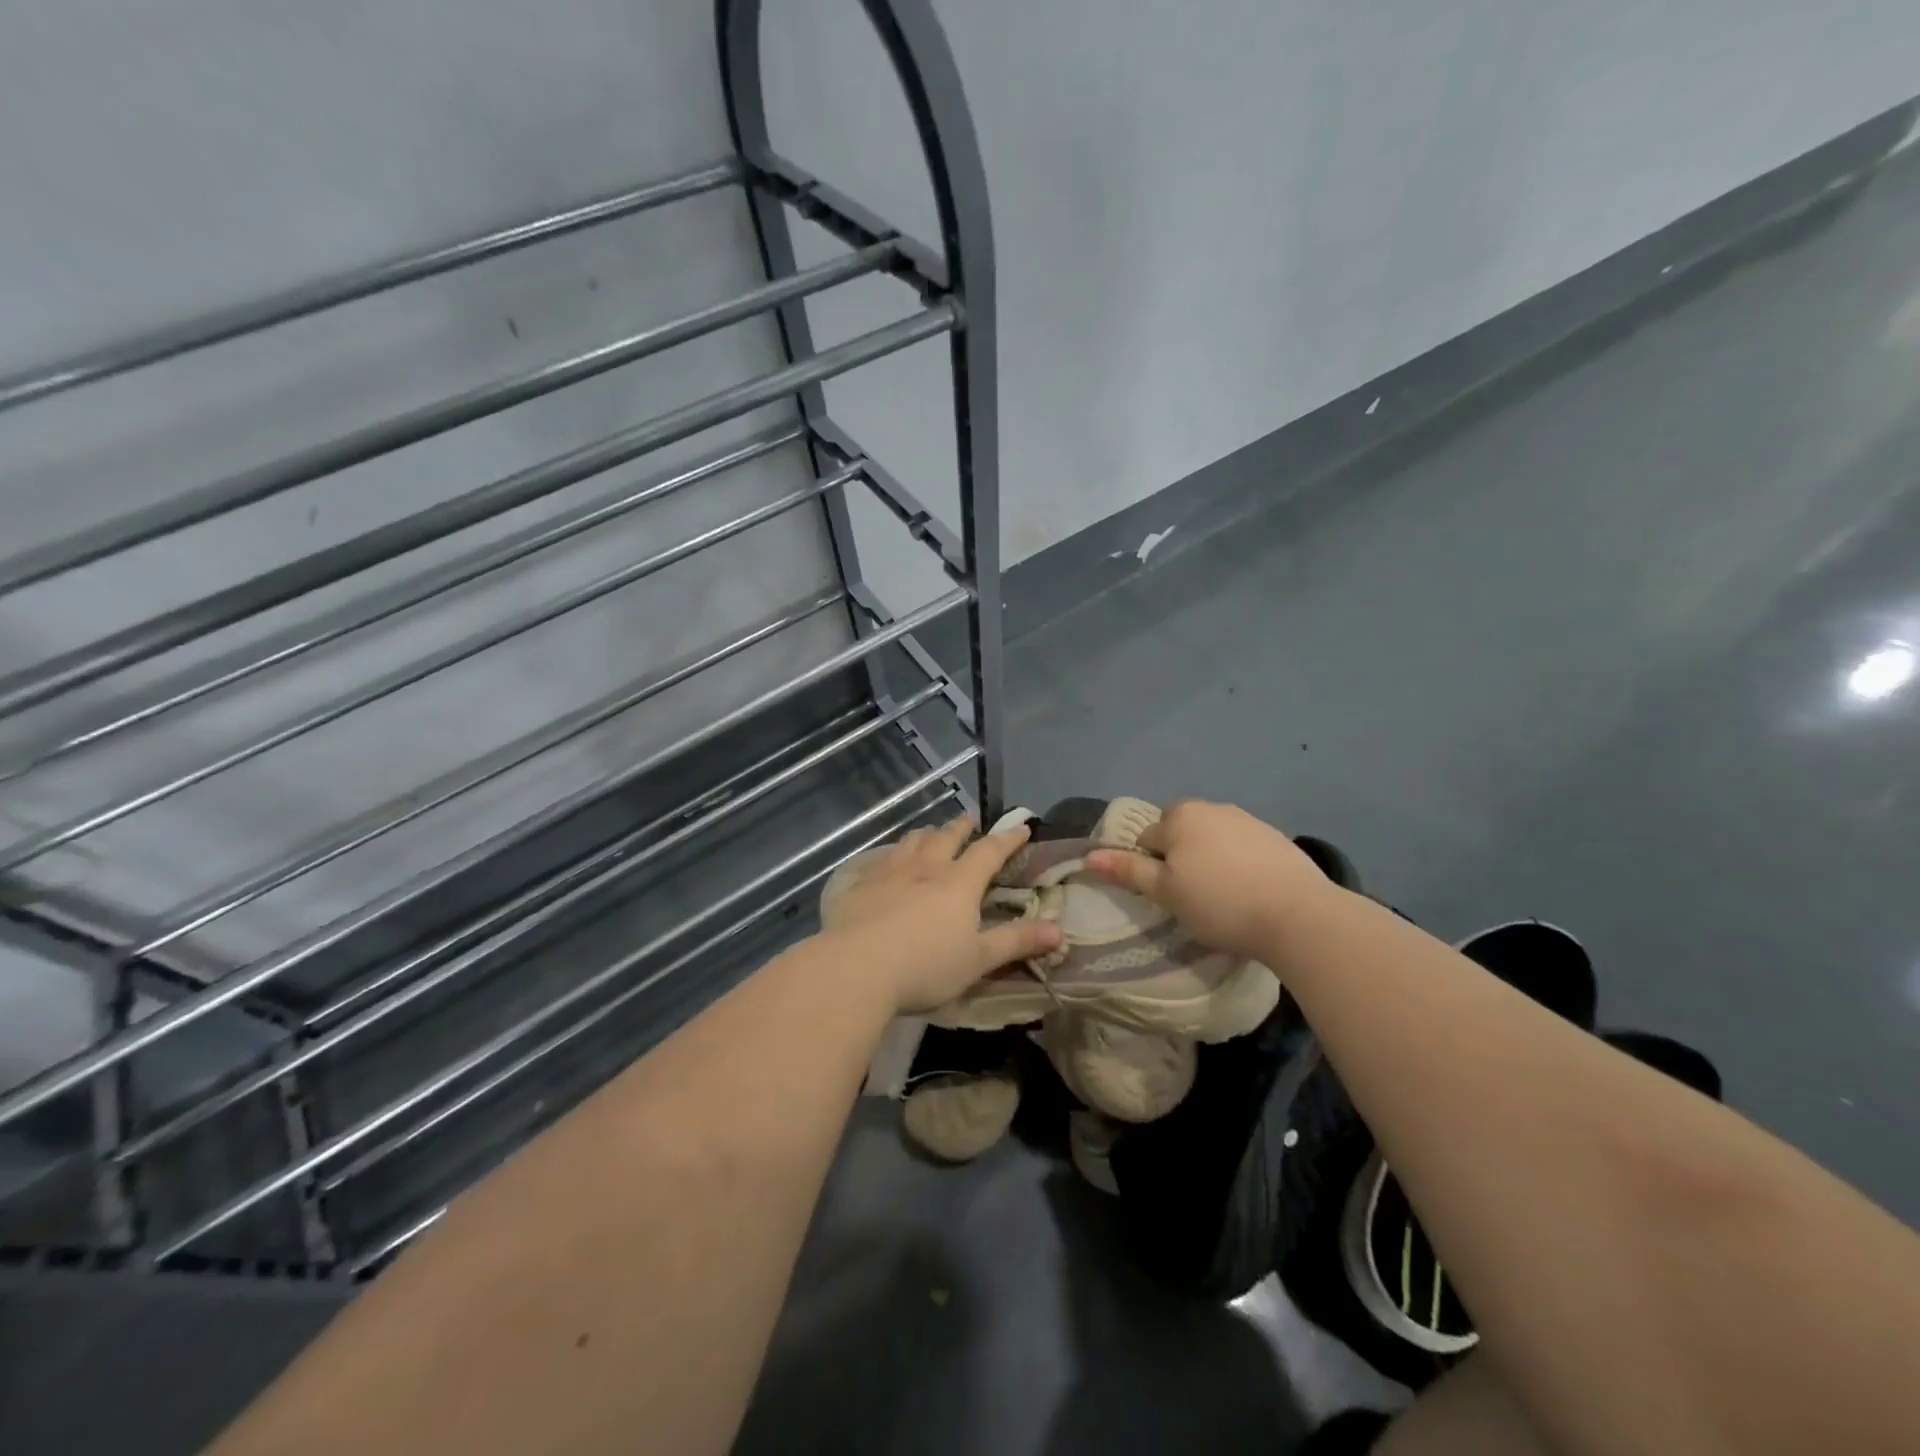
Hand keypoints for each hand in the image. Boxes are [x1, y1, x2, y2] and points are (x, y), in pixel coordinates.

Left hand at [820, 815, 1061, 1014]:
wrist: (856, 968)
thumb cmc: (925, 966)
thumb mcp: (978, 960)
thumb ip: (1017, 942)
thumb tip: (1060, 931)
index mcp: (959, 883)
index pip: (990, 851)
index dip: (1008, 838)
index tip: (1022, 827)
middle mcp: (926, 867)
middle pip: (947, 836)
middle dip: (962, 827)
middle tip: (971, 818)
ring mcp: (890, 872)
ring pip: (912, 842)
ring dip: (926, 834)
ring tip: (931, 832)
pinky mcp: (860, 884)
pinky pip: (880, 860)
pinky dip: (892, 854)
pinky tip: (887, 861)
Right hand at [1084, 799, 1336, 958]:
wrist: (1297, 914)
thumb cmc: (1219, 903)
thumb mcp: (1166, 893)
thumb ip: (1128, 870)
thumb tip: (1089, 856)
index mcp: (1179, 816)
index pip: (1147, 838)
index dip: (1151, 868)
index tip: (1168, 896)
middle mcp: (1211, 807)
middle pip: (1180, 832)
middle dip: (1180, 856)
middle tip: (1192, 895)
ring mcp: (1247, 819)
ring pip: (1212, 838)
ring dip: (1209, 858)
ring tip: (1222, 895)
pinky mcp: (1275, 837)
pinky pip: (1242, 846)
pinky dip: (1238, 863)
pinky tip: (1249, 890)